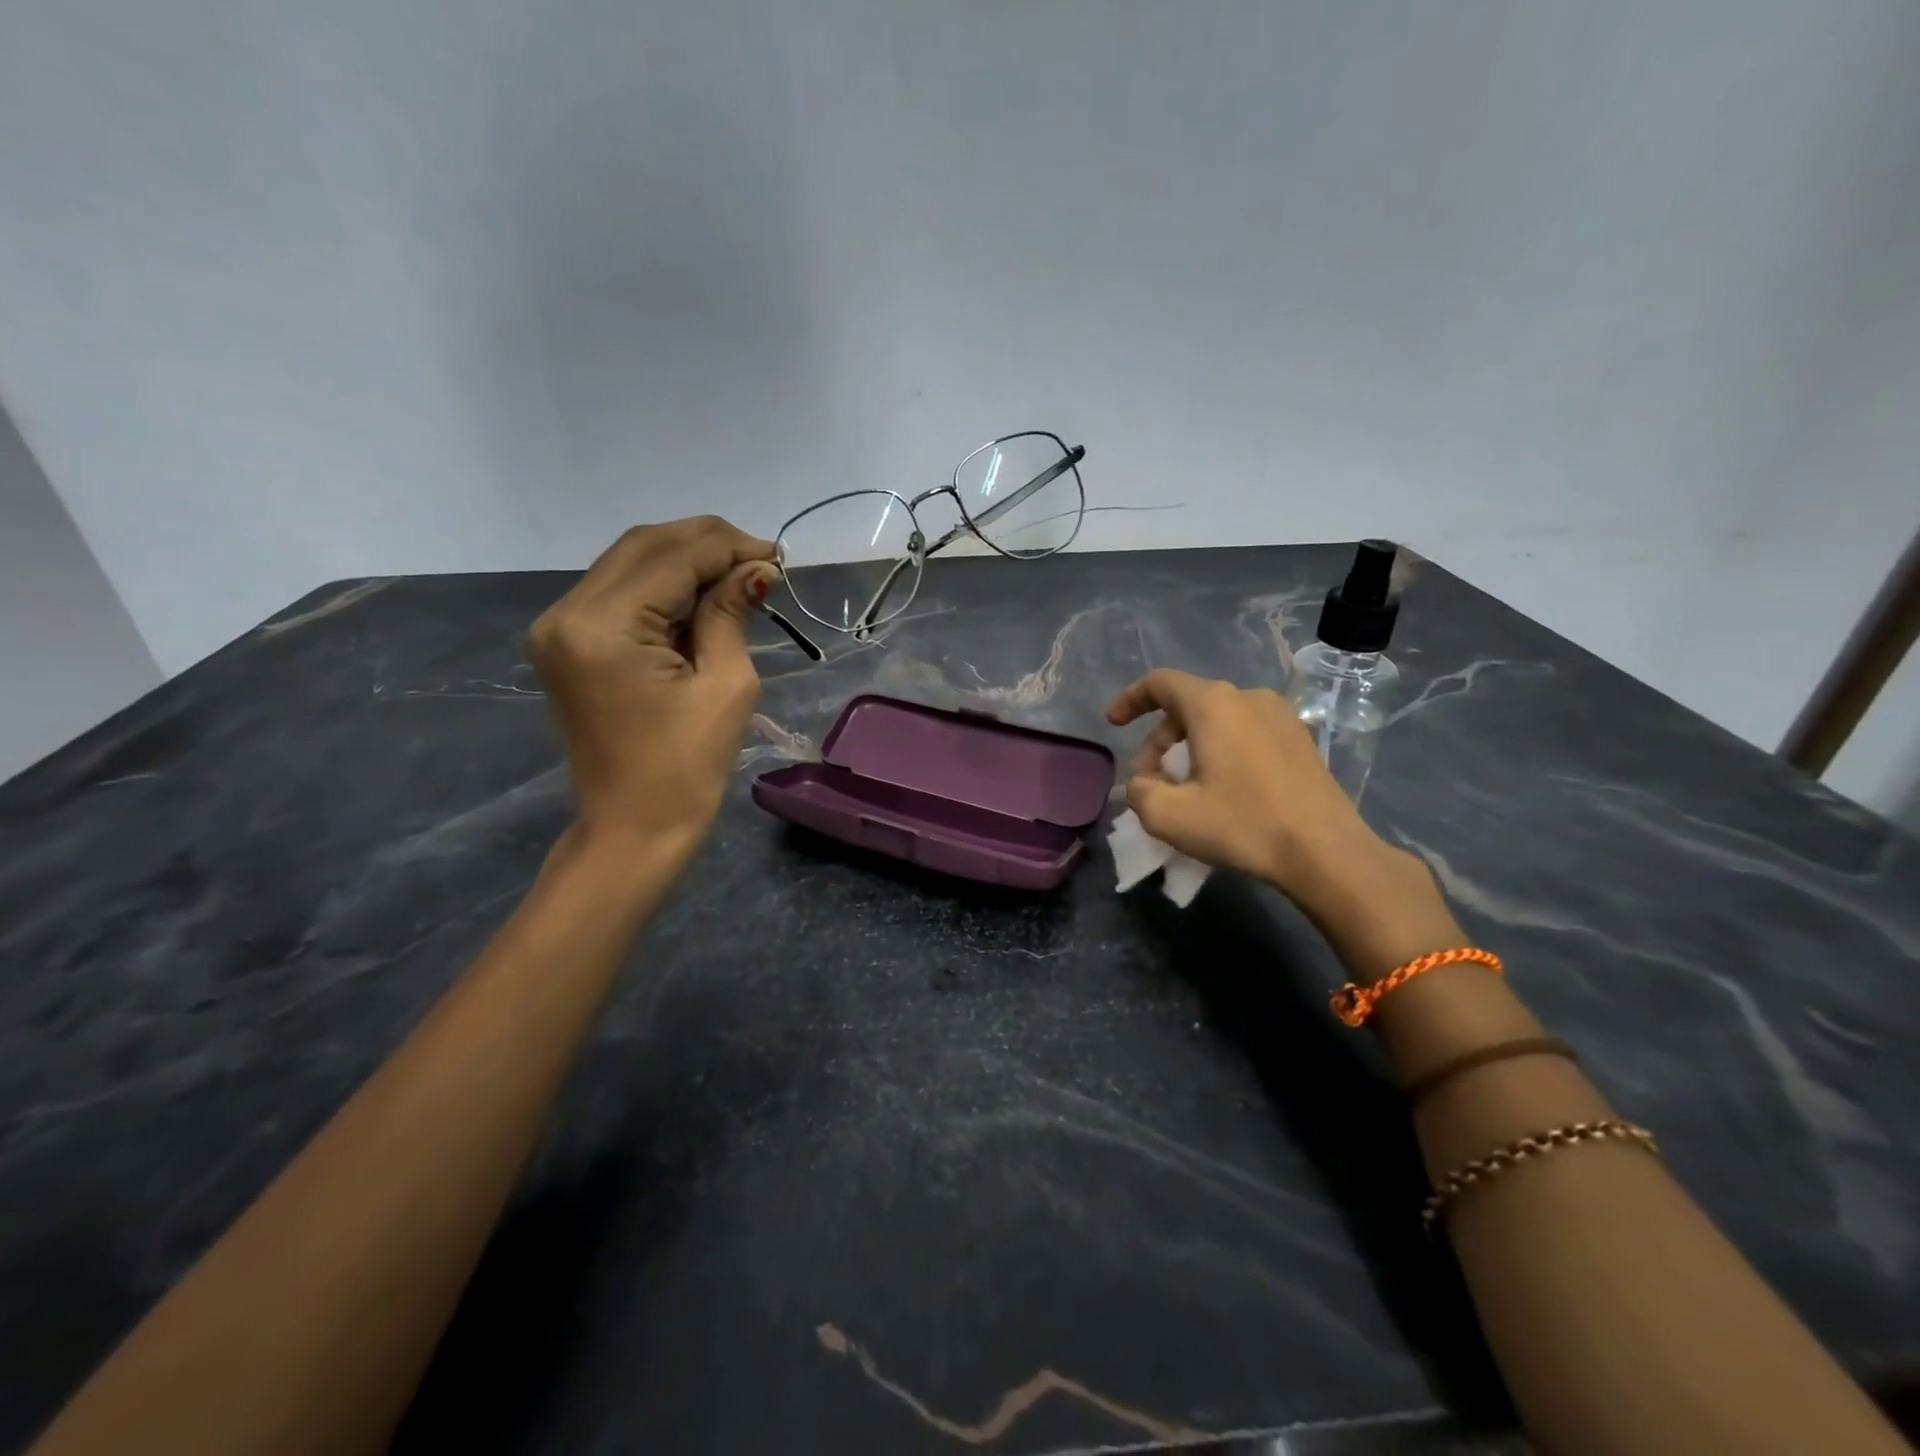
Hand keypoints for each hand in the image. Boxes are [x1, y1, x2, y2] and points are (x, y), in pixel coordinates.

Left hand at [530, 517, 778, 857]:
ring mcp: (559, 627)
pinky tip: (703, 595)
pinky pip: (618, 592)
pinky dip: (663, 586)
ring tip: (739, 575)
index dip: (728, 548)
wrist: (633, 827)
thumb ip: (732, 613)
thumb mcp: (726, 685)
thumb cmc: (688, 768)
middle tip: (760, 560)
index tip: (776, 556)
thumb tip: (758, 569)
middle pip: (644, 546)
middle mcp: (567, 613)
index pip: (672, 557)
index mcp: (604, 627)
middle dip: (707, 543)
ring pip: (629, 562)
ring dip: (685, 560)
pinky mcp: (566, 642)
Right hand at [1105, 669, 1395, 902]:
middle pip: (1187, 707)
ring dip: (1189, 749)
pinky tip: (1223, 791)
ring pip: (1217, 722)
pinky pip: (1245, 734)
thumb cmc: (1243, 824)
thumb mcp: (1168, 816)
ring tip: (1185, 791)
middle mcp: (1248, 697)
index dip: (1130, 700)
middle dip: (1159, 742)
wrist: (1326, 851)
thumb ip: (1138, 791)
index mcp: (1213, 704)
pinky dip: (1221, 753)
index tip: (1113, 724)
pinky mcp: (1300, 739)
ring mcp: (1280, 716)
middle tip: (1150, 783)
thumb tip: (1144, 784)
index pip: (1160, 683)